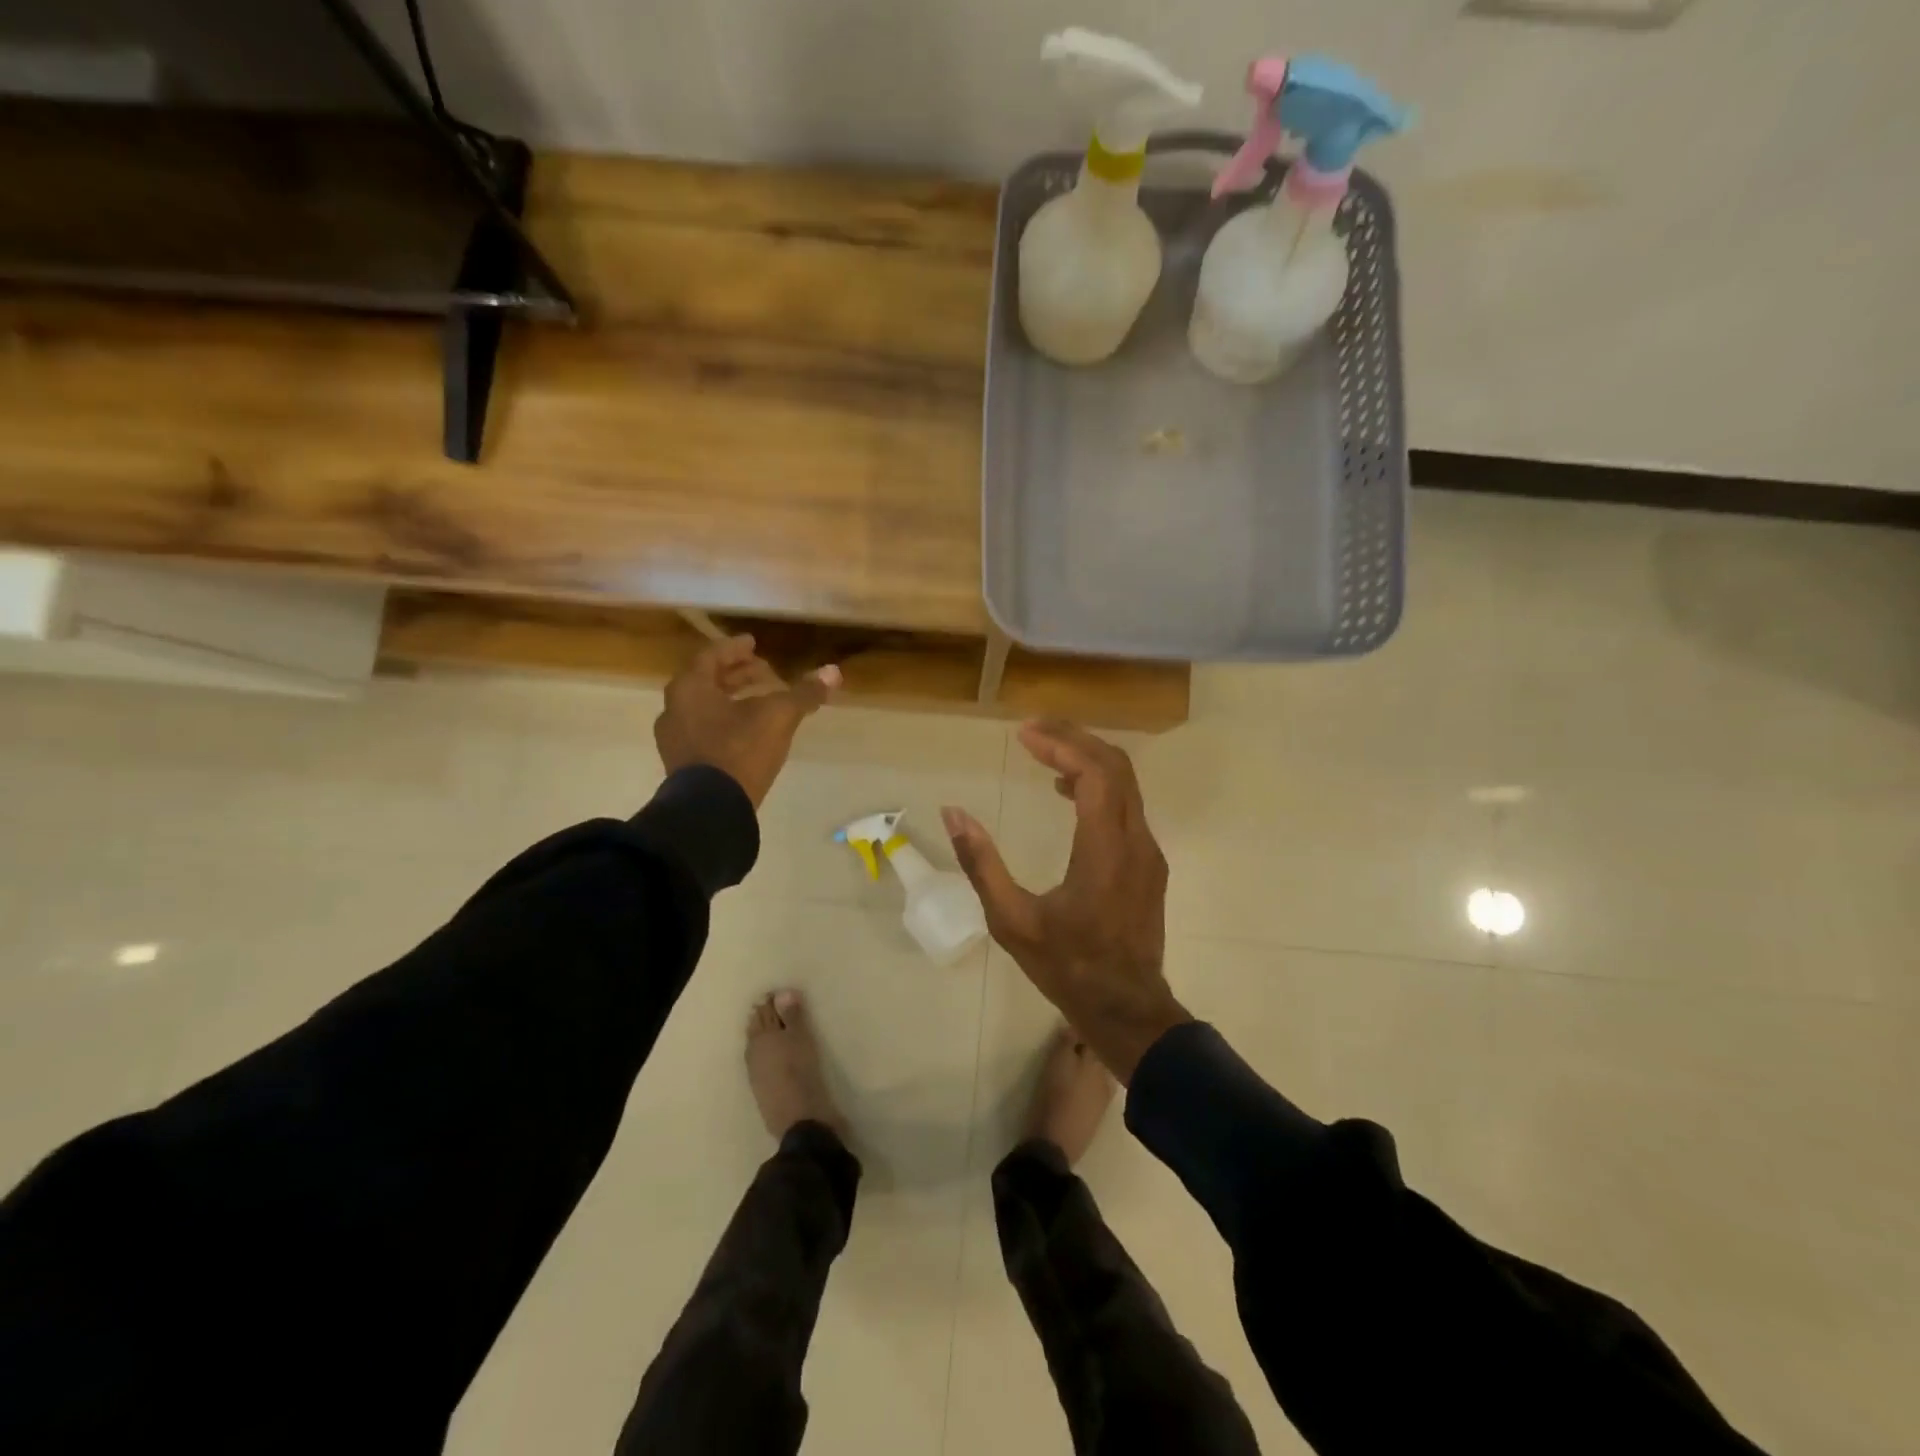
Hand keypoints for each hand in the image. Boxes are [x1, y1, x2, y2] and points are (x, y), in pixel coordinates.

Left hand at [654, 635, 840, 807]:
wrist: (711, 809)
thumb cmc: (740, 750)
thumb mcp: (778, 717)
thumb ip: (803, 693)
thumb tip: (833, 671)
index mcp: (690, 688)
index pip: (711, 656)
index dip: (735, 648)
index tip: (753, 643)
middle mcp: (675, 708)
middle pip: (706, 681)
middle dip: (736, 674)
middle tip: (762, 670)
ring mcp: (674, 739)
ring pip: (703, 707)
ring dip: (730, 698)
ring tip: (759, 700)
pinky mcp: (682, 764)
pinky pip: (703, 730)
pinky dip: (724, 721)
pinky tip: (747, 731)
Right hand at [943, 720, 1189, 1082]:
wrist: (1126, 1009)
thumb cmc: (1066, 966)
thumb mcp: (1011, 921)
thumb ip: (981, 864)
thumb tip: (954, 812)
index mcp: (1104, 851)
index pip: (1094, 773)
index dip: (1061, 744)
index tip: (1024, 734)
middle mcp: (1135, 841)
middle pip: (1116, 766)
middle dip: (1075, 738)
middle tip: (1033, 729)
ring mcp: (1148, 852)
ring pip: (1126, 784)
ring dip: (1088, 758)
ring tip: (1045, 752)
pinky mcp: (1149, 864)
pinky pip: (1127, 806)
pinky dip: (1099, 784)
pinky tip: (1067, 793)